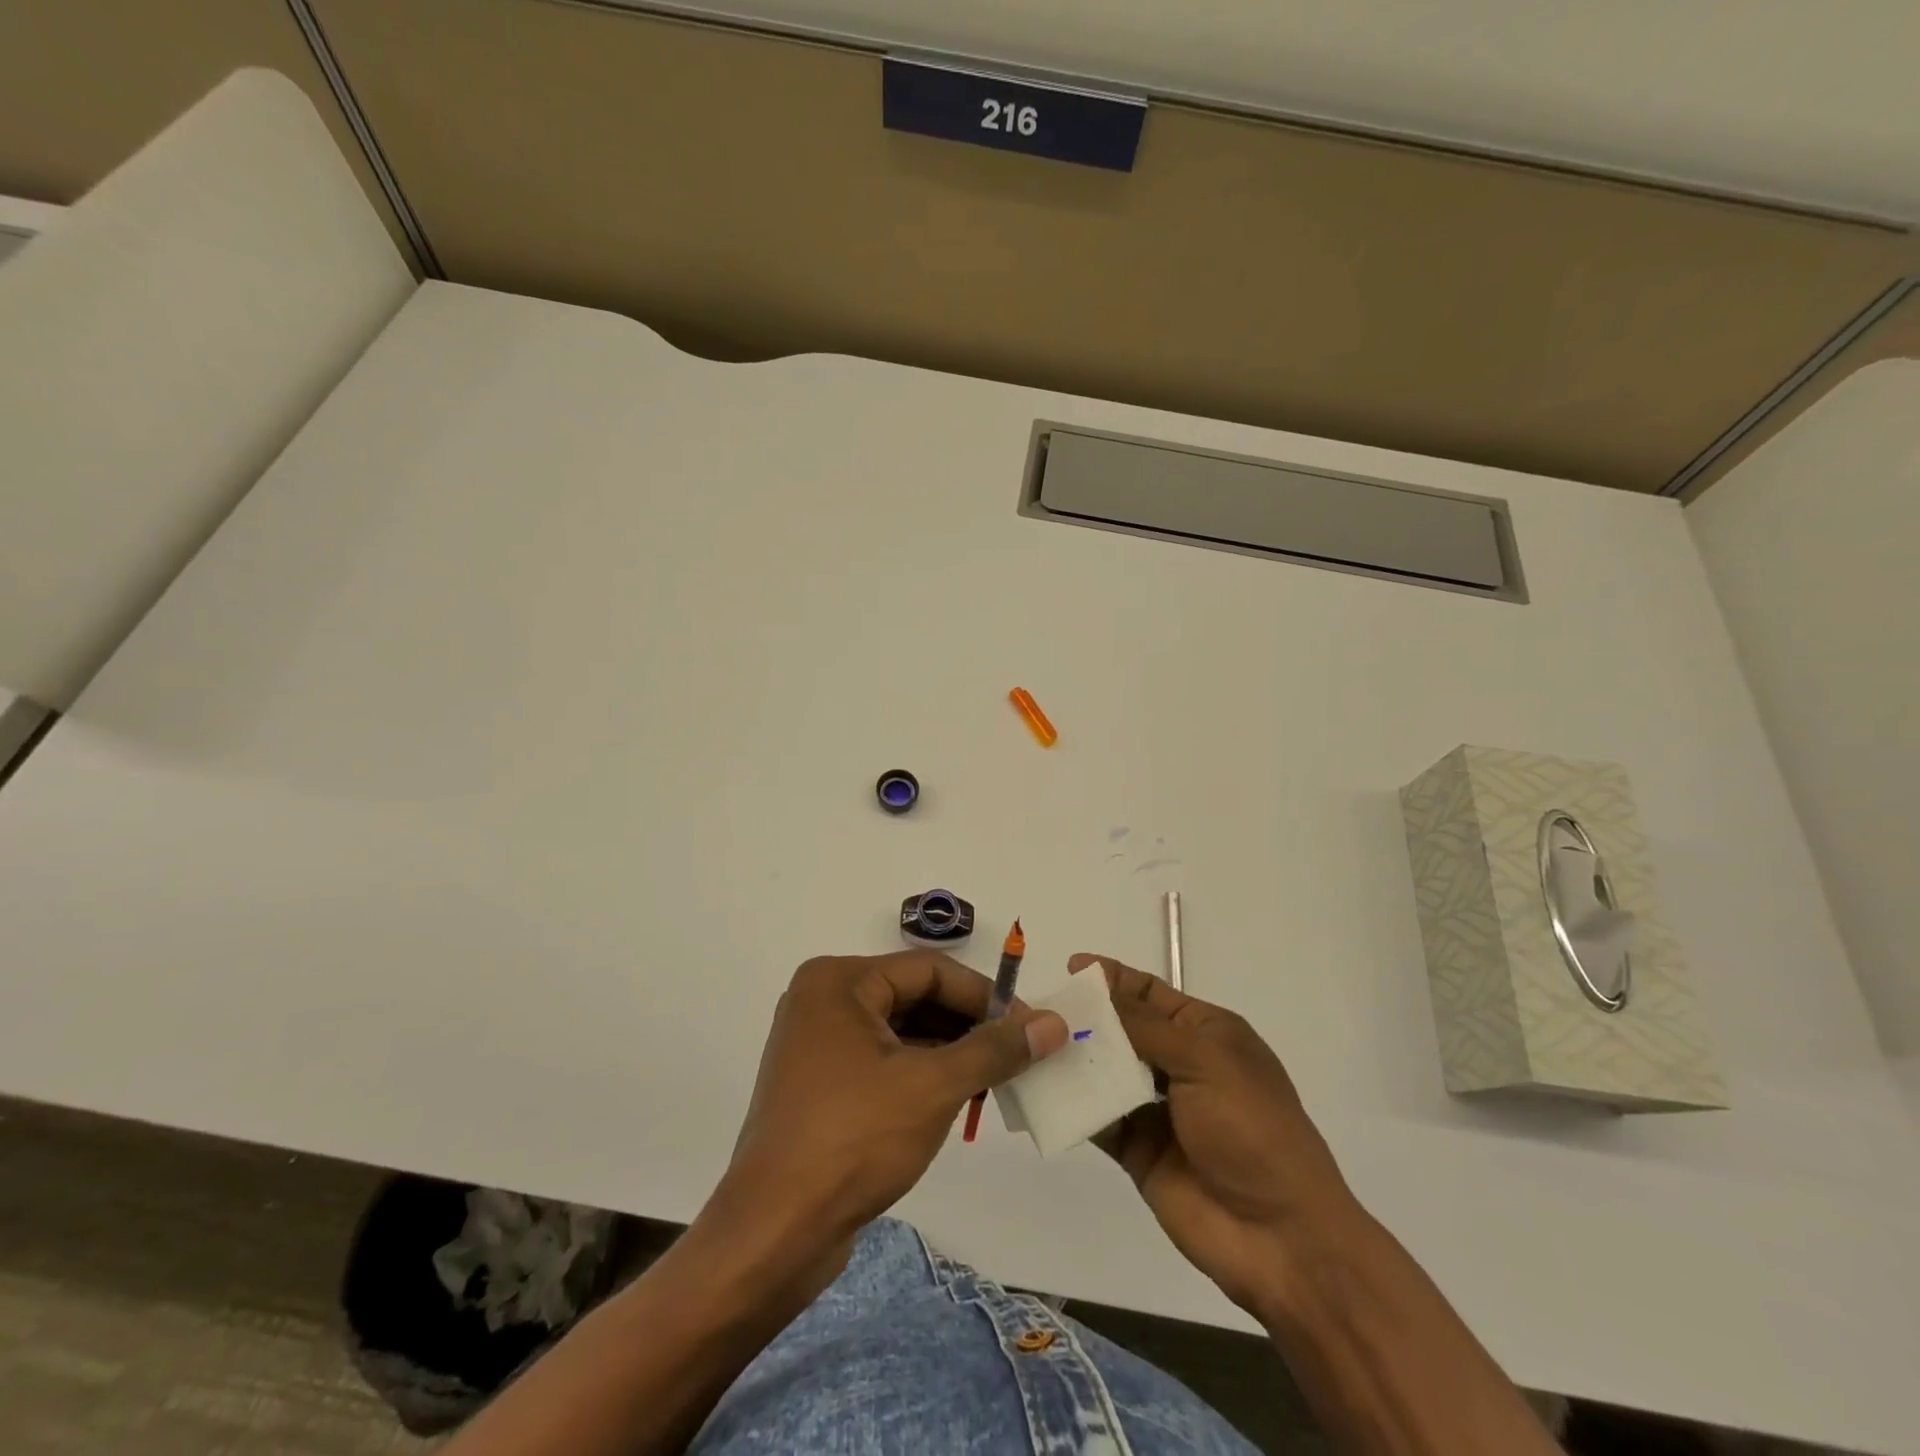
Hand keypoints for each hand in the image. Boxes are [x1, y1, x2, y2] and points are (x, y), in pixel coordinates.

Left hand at [715, 951, 1067, 1276]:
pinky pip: (883, 1061)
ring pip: (901, 1031)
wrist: (774, 1234)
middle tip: (1018, 1054)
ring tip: (997, 1079)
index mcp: (839, 981)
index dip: (985, 995)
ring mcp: (817, 1044)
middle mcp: (823, 1000)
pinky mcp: (820, 1085)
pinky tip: (958, 1099)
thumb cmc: (854, 1140)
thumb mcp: (933, 1087)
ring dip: (950, 1052)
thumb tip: (1053, 1024)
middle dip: (968, 1025)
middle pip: (914, 997)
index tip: (1030, 1025)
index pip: (929, 970)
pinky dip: (922, 1074)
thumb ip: (995, 1050)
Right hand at [1070, 953, 1366, 1321]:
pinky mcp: (1138, 1150)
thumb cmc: (1252, 1129)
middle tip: (1039, 1009)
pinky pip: (1098, 1117)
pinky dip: (1072, 1104)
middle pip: (1123, 1029)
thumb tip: (1096, 994)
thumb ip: (1145, 1027)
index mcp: (1207, 1034)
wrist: (1281, 1239)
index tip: (1071, 968)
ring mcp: (1157, 1109)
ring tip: (1031, 1045)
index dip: (1113, 978)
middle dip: (1086, 1017)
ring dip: (1074, 1059)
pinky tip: (1041, 1091)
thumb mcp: (1205, 1061)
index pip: (1151, 992)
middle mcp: (1180, 1065)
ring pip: (1105, 1071)